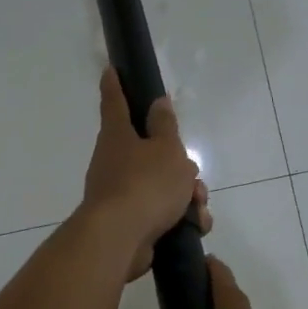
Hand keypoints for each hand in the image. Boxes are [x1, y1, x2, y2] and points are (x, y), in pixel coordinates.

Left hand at [81, 68, 210, 279]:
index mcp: (118, 137)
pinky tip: (195, 225)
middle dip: (179, 165)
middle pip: (151, 153)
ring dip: (186, 194)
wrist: (121, 239)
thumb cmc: (145, 184)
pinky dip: (181, 217)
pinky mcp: (129, 222)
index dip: (115, 85)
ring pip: (162, 185)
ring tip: (198, 206)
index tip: (110, 69)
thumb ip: (165, 126)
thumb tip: (158, 103)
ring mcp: (119, 194)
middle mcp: (114, 162)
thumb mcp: (166, 149)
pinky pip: (161, 213)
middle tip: (192, 176)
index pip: (116, 102)